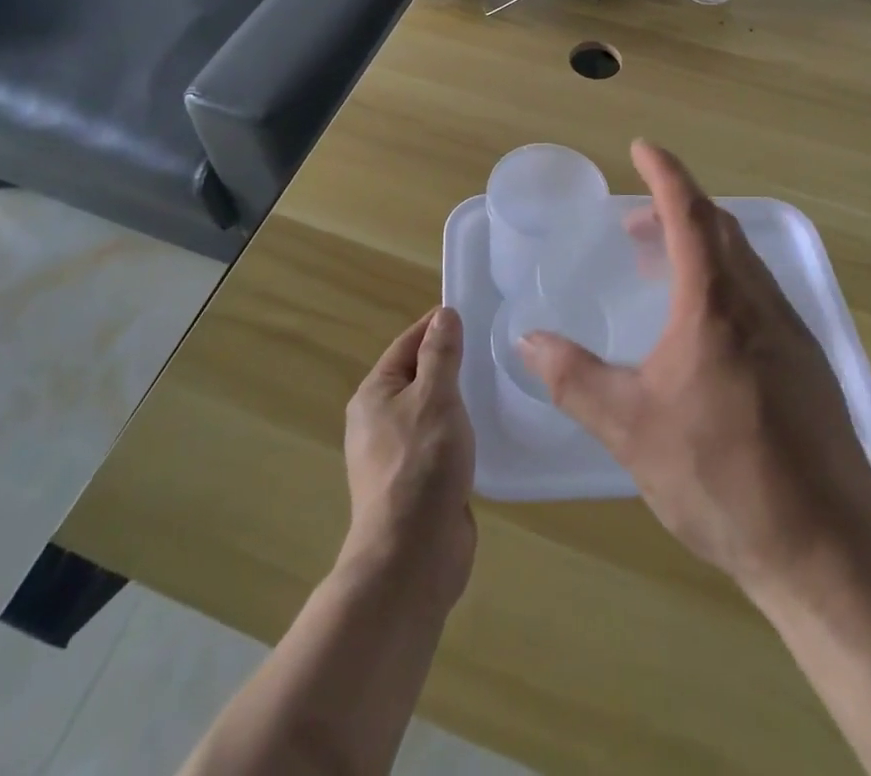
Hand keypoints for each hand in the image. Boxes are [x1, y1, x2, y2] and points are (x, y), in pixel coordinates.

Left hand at [343, 307, 476, 609]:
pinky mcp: (417, 483)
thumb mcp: (435, 397)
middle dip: (450, 361)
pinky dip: (461, 431)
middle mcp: (378, 421)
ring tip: (496, 384)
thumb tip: (443, 315)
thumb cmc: (421, 463)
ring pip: (431, 411)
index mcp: (374, 395)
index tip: (471, 313)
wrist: (412, 556)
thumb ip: (441, 354)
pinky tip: (488, 430)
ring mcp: (396, 455)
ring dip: (458, 398)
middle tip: (492, 347)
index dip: (436, 326)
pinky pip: (440, 442)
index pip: (407, 344)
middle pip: (418, 376)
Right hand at [519, 141, 870, 595]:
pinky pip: (760, 296)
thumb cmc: (721, 476)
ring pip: (744, 263)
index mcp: (716, 303)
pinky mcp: (808, 366)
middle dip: (677, 209)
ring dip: (702, 247)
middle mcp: (760, 303)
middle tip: (635, 221)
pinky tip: (704, 329)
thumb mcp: (629, 427)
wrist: (828, 551)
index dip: (665, 173)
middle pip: (721, 229)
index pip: (689, 213)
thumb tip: (525, 339)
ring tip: (660, 269)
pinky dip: (724, 283)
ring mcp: (792, 334)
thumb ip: (573, 377)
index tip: (643, 146)